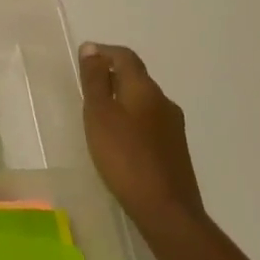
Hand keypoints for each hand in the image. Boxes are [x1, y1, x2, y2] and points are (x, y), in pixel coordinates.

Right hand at [79, 43, 204, 241]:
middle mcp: (164, 101)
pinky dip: (132, 120)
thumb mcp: (99, 114)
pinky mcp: (175, 150)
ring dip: (122, 99)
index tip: (83, 59)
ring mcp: (173, 127)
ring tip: (99, 115)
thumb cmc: (124, 156)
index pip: (125, 57)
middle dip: (111, 76)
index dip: (104, 52)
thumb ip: (94, 80)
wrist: (167, 211)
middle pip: (136, 77)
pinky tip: (120, 140)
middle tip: (86, 88)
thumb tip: (91, 48)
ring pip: (144, 101)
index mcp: (145, 88)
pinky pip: (150, 122)